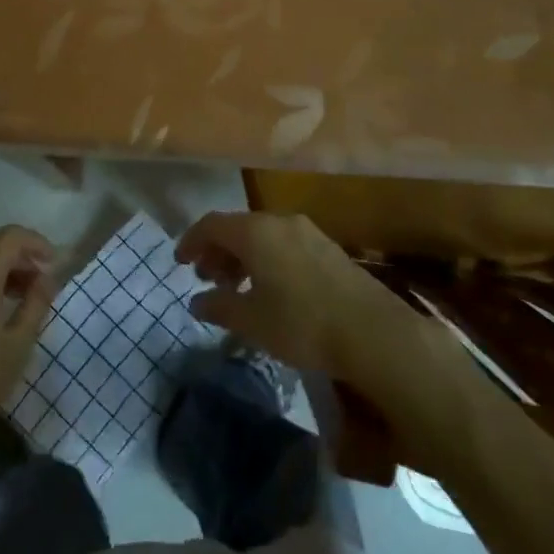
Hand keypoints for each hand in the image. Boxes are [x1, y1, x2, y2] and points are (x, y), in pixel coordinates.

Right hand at [175, 211, 421, 385]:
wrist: (373, 332)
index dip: (191, 241)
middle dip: (217, 251)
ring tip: (237, 289)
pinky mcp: (327, 248)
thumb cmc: (302, 323)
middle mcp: (279, 221)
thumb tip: (197, 301)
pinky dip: (266, 260)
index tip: (179, 263)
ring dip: (242, 257)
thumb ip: (219, 306)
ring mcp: (307, 232)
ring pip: (262, 236)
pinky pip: (283, 244)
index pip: (211, 224)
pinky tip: (270, 291)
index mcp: (254, 231)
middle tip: (208, 280)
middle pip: (237, 227)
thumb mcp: (252, 321)